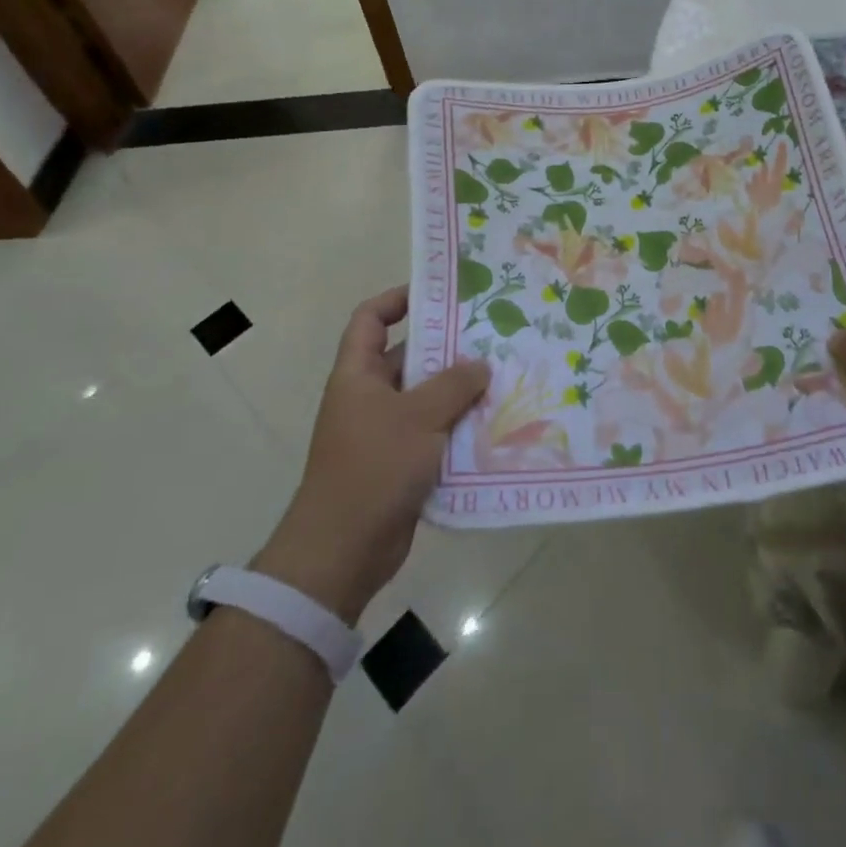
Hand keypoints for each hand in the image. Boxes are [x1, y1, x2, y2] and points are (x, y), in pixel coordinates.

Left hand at [253, 286, 488, 621]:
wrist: (342, 552)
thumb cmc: (373, 468)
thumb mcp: (418, 417)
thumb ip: (454, 384)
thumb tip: (481, 364)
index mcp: (358, 374)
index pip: (370, 319)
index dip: (398, 299)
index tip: (439, 294)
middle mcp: (368, 397)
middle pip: (407, 357)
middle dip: (447, 347)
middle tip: (491, 335)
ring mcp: (383, 431)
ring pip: (426, 397)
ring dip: (459, 390)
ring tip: (503, 376)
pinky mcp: (400, 463)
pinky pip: (433, 432)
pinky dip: (458, 427)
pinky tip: (494, 423)